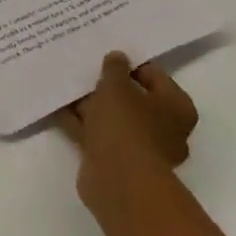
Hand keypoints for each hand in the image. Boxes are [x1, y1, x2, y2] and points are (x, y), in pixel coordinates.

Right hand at [59, 52, 199, 222]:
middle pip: (133, 99)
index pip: (154, 76)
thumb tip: (118, 57)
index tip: (105, 56)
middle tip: (84, 69)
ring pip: (113, 118)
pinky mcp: (116, 161)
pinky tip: (58, 107)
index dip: (129, 65)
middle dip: (108, 87)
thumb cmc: (127, 124)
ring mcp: (140, 147)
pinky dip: (81, 123)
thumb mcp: (117, 85)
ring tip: (66, 85)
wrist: (117, 179)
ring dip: (91, 105)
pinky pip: (97, 134)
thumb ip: (115, 68)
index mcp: (177, 107)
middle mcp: (164, 128)